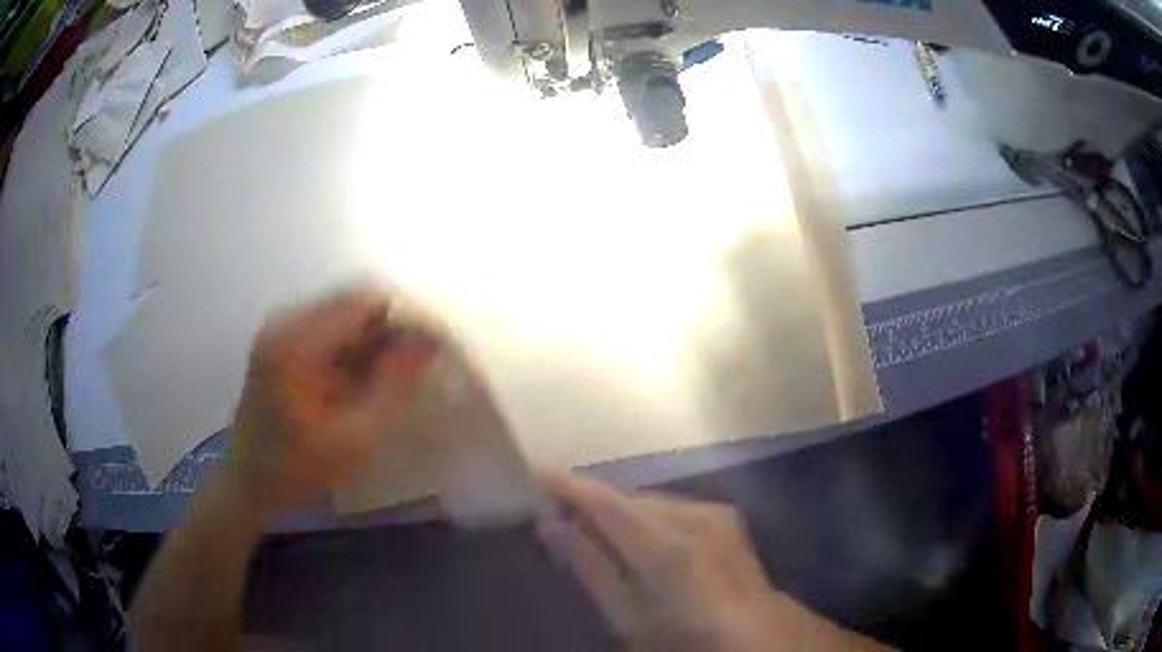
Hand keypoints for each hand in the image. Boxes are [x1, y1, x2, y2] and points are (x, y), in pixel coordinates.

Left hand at [229, 286, 438, 509]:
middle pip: (354, 300)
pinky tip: (369, 372)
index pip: (364, 300)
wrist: (249, 482)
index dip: (407, 313)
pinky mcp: (282, 338)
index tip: (439, 340)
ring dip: (377, 334)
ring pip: (345, 310)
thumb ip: (394, 384)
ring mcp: (281, 326)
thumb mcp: (355, 437)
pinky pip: (331, 326)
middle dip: (394, 324)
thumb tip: (431, 340)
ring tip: (401, 368)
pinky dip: (358, 343)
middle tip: (425, 358)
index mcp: (296, 342)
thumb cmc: (298, 469)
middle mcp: (285, 319)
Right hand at [537, 474, 878, 650]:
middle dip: (590, 506)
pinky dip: (645, 519)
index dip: (566, 486)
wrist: (756, 636)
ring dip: (618, 515)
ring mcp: (714, 512)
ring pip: (647, 502)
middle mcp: (693, 516)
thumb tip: (551, 525)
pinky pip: (669, 508)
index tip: (532, 476)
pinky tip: (636, 541)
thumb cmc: (686, 638)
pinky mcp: (724, 515)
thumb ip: (591, 569)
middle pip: (625, 499)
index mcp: (667, 547)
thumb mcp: (629, 618)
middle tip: (556, 522)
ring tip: (593, 535)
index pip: (604, 502)